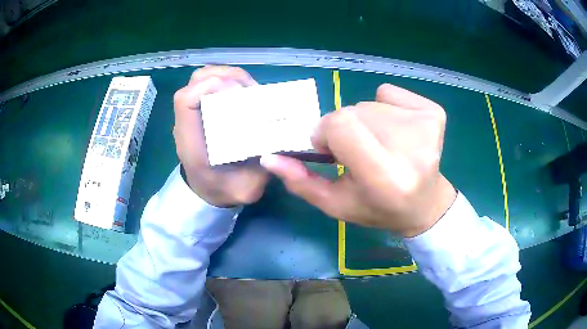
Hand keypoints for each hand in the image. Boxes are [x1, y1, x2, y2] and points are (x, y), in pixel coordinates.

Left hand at [173, 66, 269, 206]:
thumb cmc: (223, 190)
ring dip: (229, 76)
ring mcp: (195, 113)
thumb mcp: (245, 188)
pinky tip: (246, 92)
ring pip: (204, 77)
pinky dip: (230, 81)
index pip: (185, 101)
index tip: (238, 92)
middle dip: (226, 77)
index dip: (209, 87)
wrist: (208, 192)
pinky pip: (212, 84)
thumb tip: (279, 140)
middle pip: (196, 81)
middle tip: (251, 90)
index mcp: (191, 141)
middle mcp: (189, 122)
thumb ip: (261, 169)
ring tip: (250, 89)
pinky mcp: (204, 109)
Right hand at [261, 84, 456, 236]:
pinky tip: (396, 131)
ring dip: (365, 122)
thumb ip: (300, 182)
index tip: (329, 148)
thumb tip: (269, 157)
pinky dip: (384, 107)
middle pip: (353, 111)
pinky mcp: (435, 113)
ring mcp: (427, 127)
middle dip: (345, 129)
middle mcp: (412, 151)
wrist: (424, 204)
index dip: (326, 132)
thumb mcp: (335, 204)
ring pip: (369, 103)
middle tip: (358, 153)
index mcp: (386, 178)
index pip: (341, 125)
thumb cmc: (377, 209)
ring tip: (380, 147)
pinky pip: (389, 93)